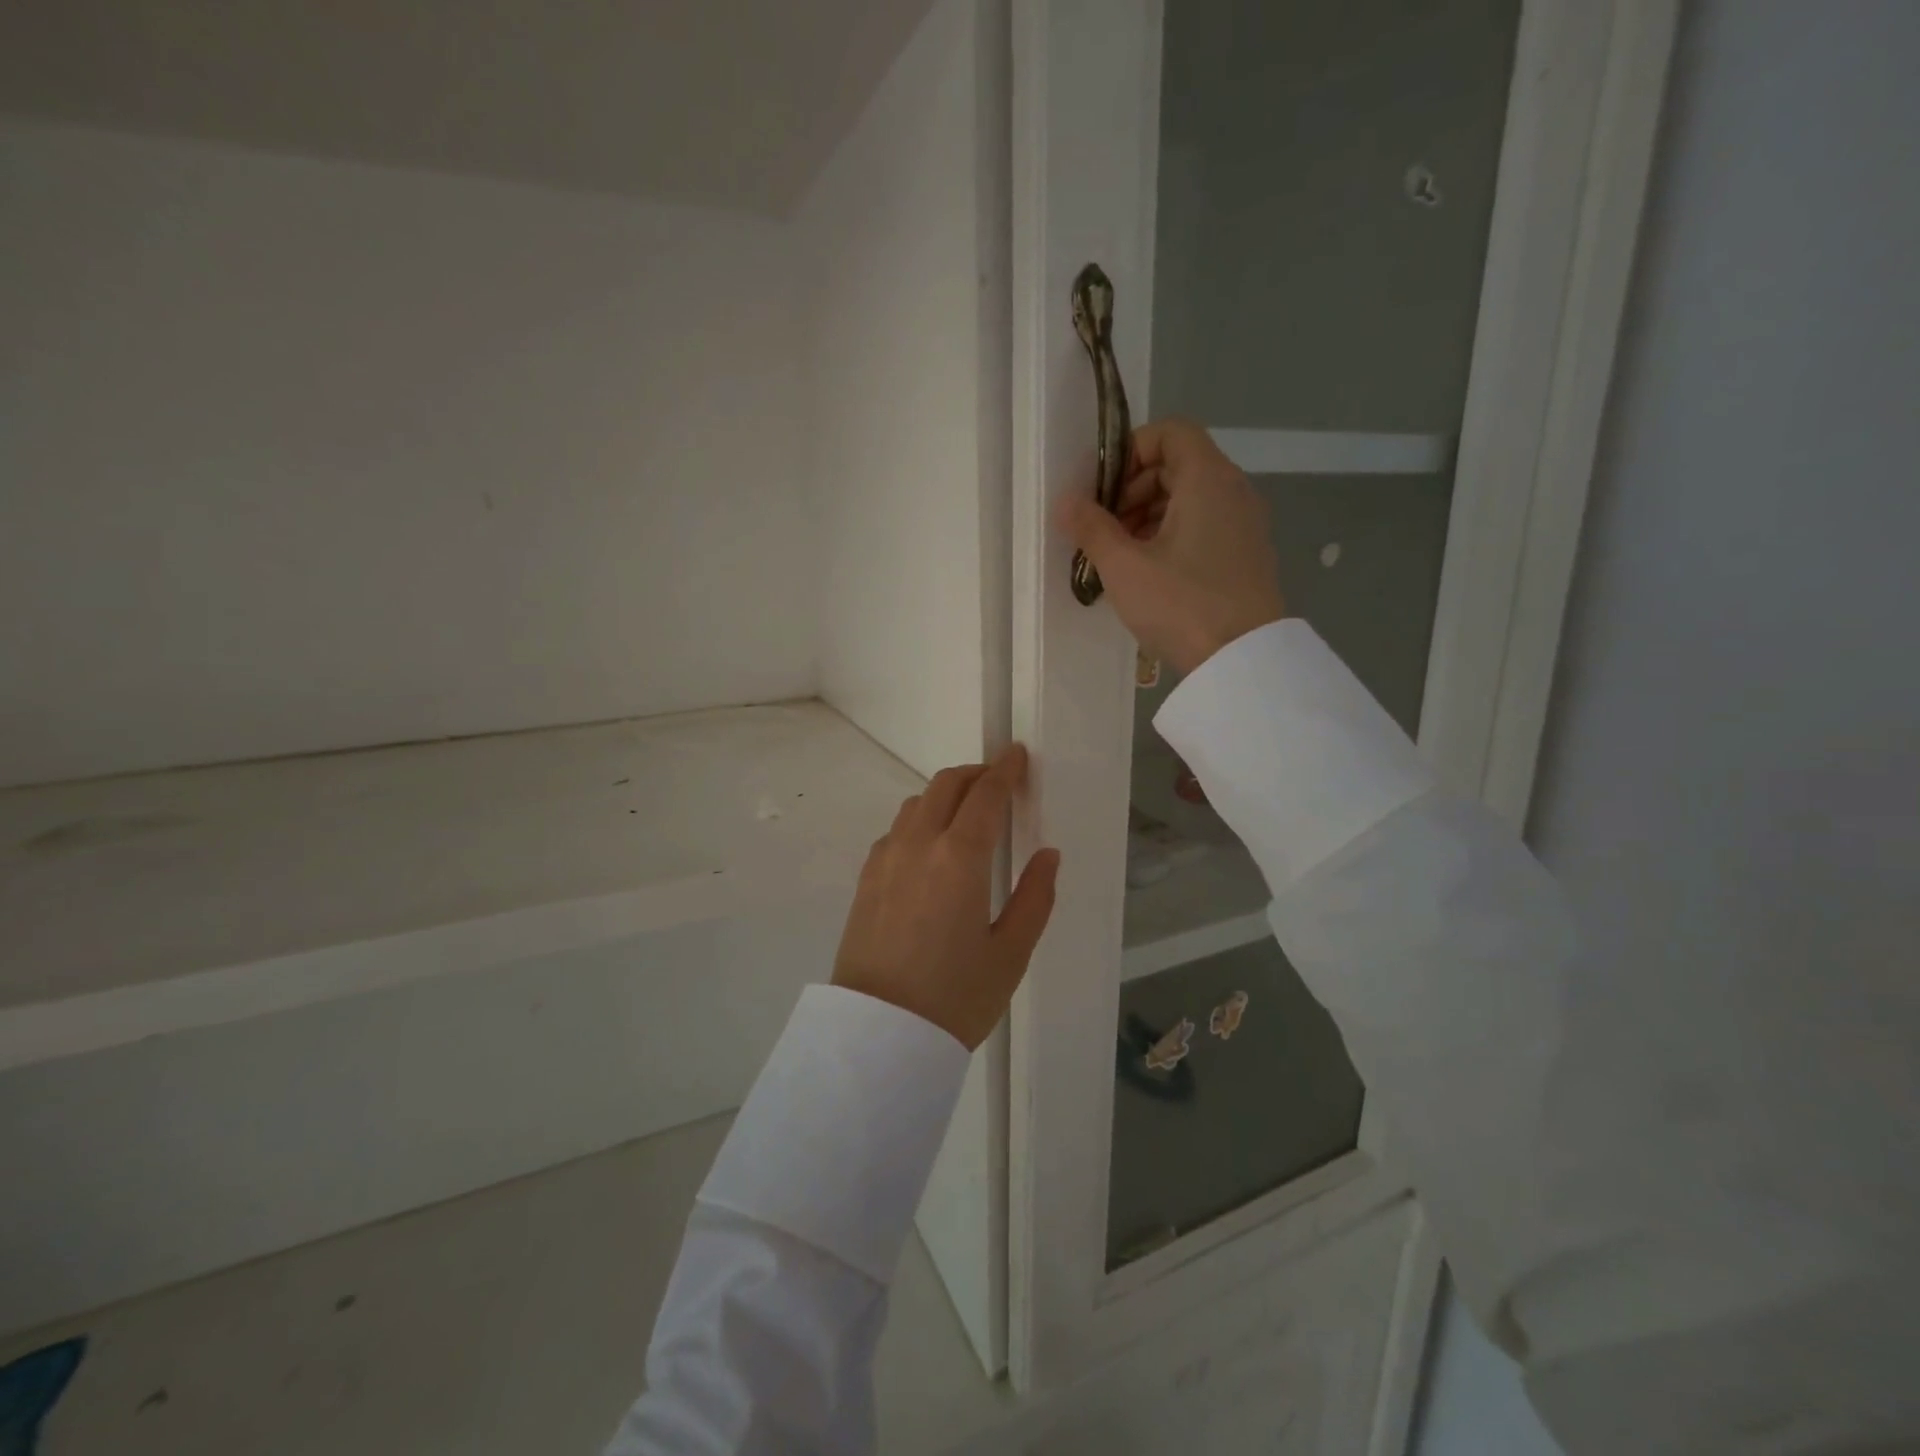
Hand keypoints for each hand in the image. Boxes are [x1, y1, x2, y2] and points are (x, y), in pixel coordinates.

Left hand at [832, 744, 1059, 1050]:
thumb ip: (1035, 897)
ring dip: (944, 795)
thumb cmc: (955, 998)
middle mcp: (918, 844)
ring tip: (966, 814)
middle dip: (974, 774)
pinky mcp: (866, 879)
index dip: (1004, 770)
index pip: (985, 795)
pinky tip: (931, 848)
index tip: (1017, 755)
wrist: (878, 1036)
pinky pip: (896, 830)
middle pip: (945, 785)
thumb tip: (1048, 856)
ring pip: (915, 804)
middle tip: (997, 782)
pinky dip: (919, 820)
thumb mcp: (1010, 953)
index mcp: (959, 857)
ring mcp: (885, 859)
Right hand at [1056, 418, 1286, 674]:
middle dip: (1133, 489)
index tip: (1104, 491)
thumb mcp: (1124, 567)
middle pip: (1178, 465)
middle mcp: (1234, 490)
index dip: (1131, 451)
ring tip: (1122, 556)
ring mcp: (1245, 524)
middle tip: (1106, 529)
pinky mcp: (1247, 555)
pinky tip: (1150, 573)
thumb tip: (1066, 501)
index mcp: (1208, 479)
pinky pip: (1205, 525)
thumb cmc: (1181, 604)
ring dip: (1149, 515)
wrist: (1241, 661)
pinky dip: (1173, 535)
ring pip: (1190, 498)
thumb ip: (1092, 527)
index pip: (1171, 432)